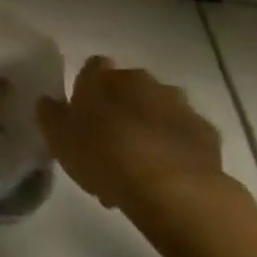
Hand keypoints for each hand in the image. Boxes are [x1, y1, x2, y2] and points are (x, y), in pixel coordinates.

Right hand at [36, 56, 226, 219]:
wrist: (173, 189)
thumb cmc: (104, 156)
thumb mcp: (58, 138)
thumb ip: (50, 114)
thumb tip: (49, 101)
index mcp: (103, 77)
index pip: (92, 67)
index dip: (87, 87)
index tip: (81, 112)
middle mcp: (141, 81)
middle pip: (128, 87)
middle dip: (120, 107)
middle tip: (109, 142)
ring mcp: (179, 105)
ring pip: (158, 109)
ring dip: (149, 126)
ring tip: (139, 164)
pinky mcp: (207, 133)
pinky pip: (184, 135)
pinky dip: (175, 147)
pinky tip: (166, 174)